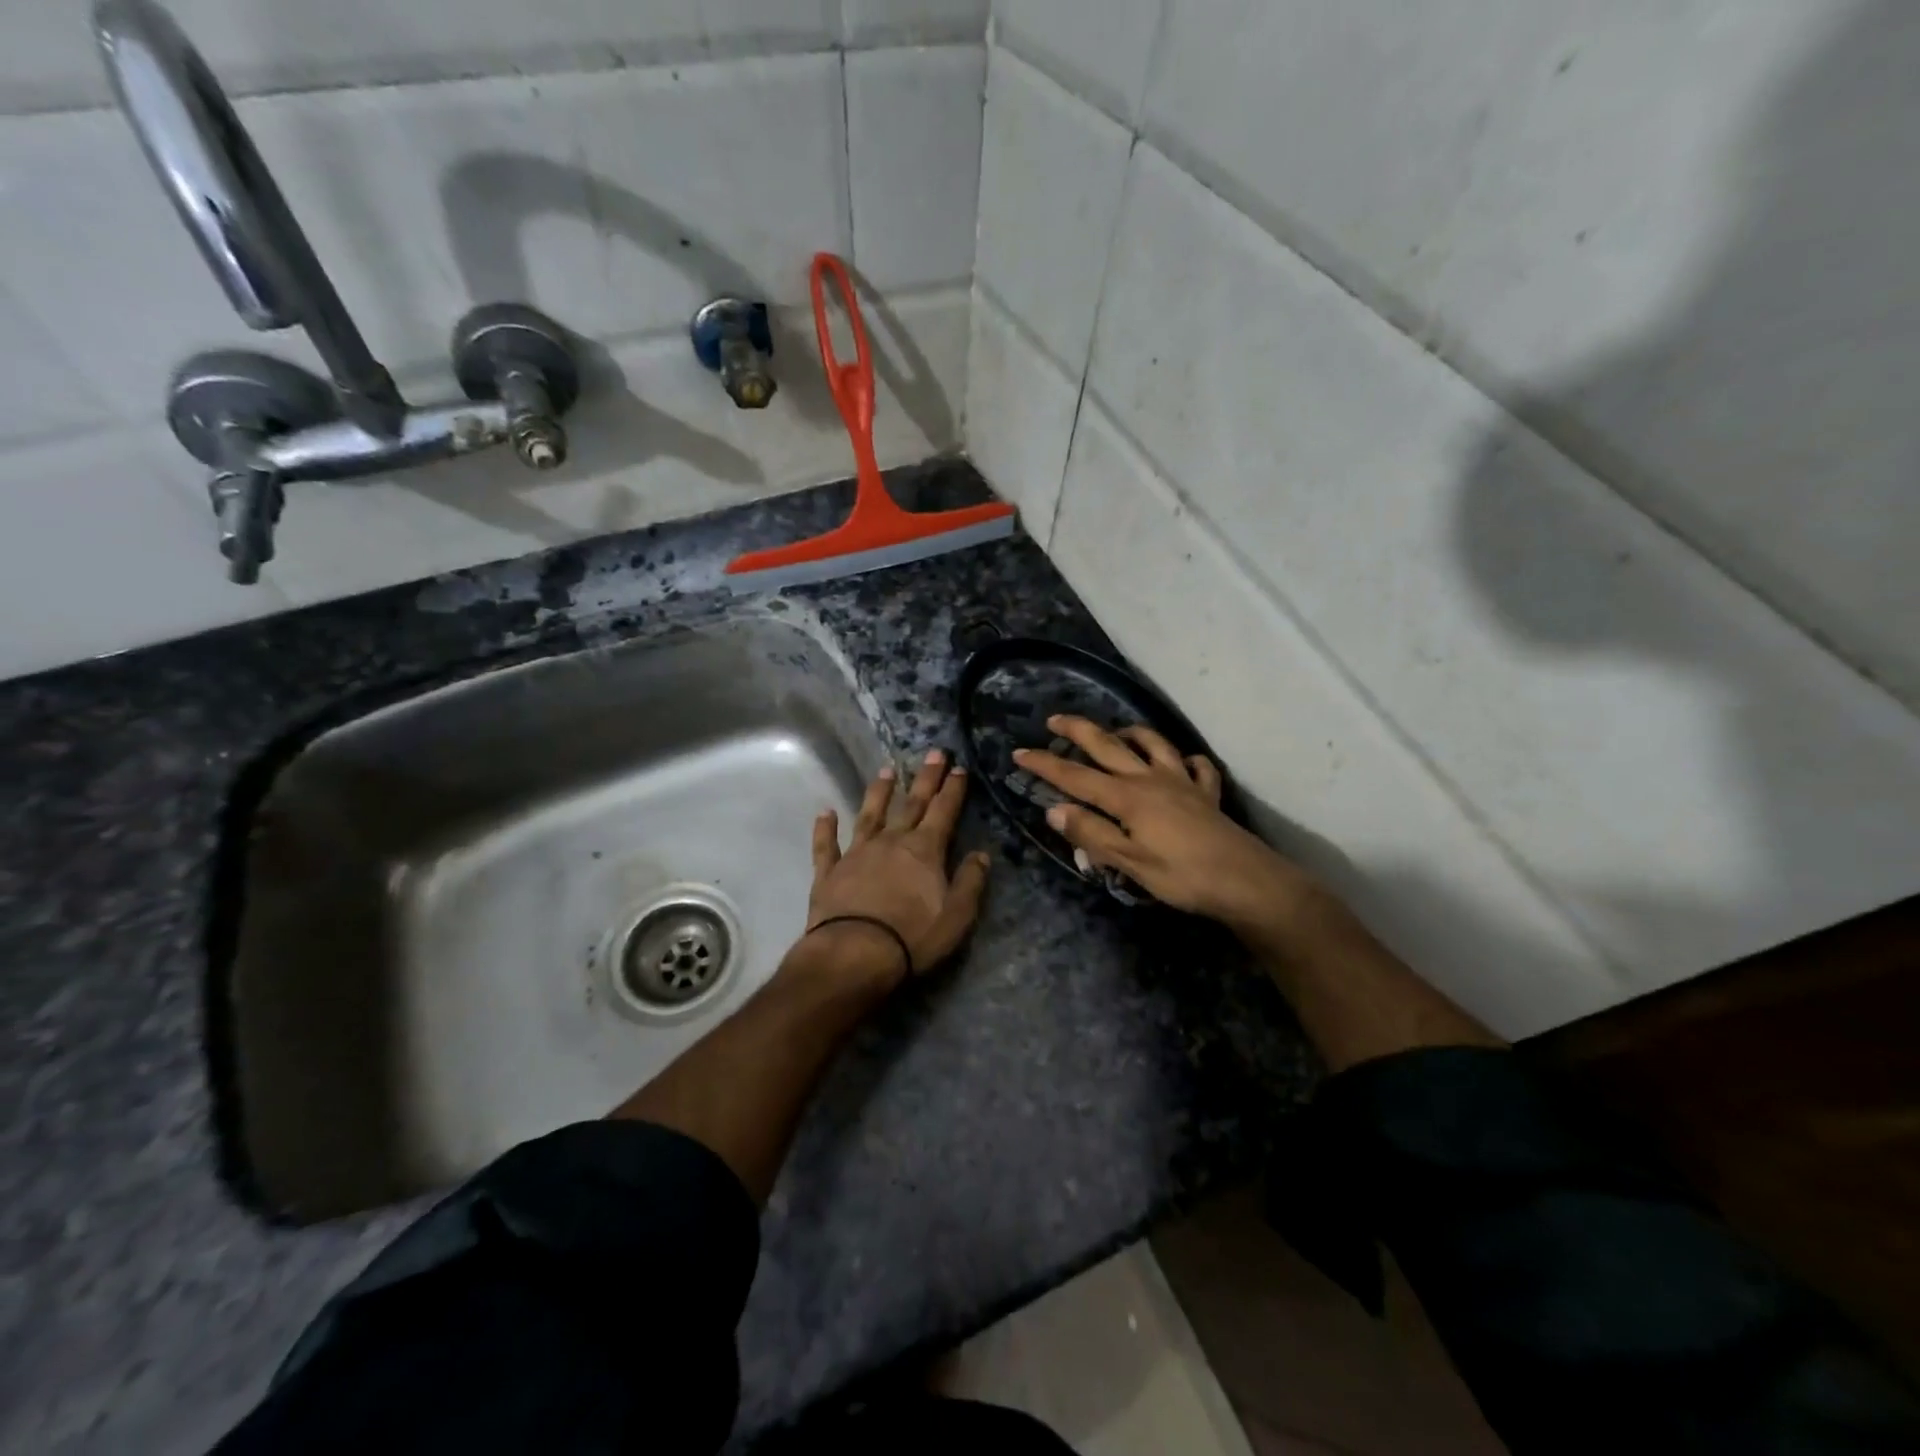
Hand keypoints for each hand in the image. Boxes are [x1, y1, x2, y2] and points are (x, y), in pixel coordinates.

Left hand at [805, 750, 990, 986]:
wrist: (854, 953)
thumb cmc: (912, 936)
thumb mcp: (956, 915)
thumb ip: (970, 882)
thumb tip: (982, 855)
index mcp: (924, 850)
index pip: (943, 811)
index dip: (953, 789)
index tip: (959, 768)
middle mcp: (891, 841)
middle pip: (911, 803)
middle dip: (925, 778)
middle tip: (933, 753)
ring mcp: (857, 853)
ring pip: (869, 815)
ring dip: (878, 792)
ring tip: (886, 771)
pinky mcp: (829, 872)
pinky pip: (827, 845)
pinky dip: (825, 828)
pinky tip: (825, 812)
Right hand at [1014, 716, 1309, 926]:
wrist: (1246, 881)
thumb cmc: (1182, 876)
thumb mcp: (1129, 862)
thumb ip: (1091, 834)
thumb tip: (1054, 810)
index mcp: (1127, 797)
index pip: (1076, 777)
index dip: (1045, 765)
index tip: (1019, 753)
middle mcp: (1151, 779)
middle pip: (1108, 746)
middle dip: (1078, 731)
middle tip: (1055, 720)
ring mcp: (1182, 782)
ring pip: (1152, 744)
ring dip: (1129, 733)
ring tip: (1115, 731)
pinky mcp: (1206, 793)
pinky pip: (1195, 766)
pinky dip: (1184, 759)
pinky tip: (1180, 763)